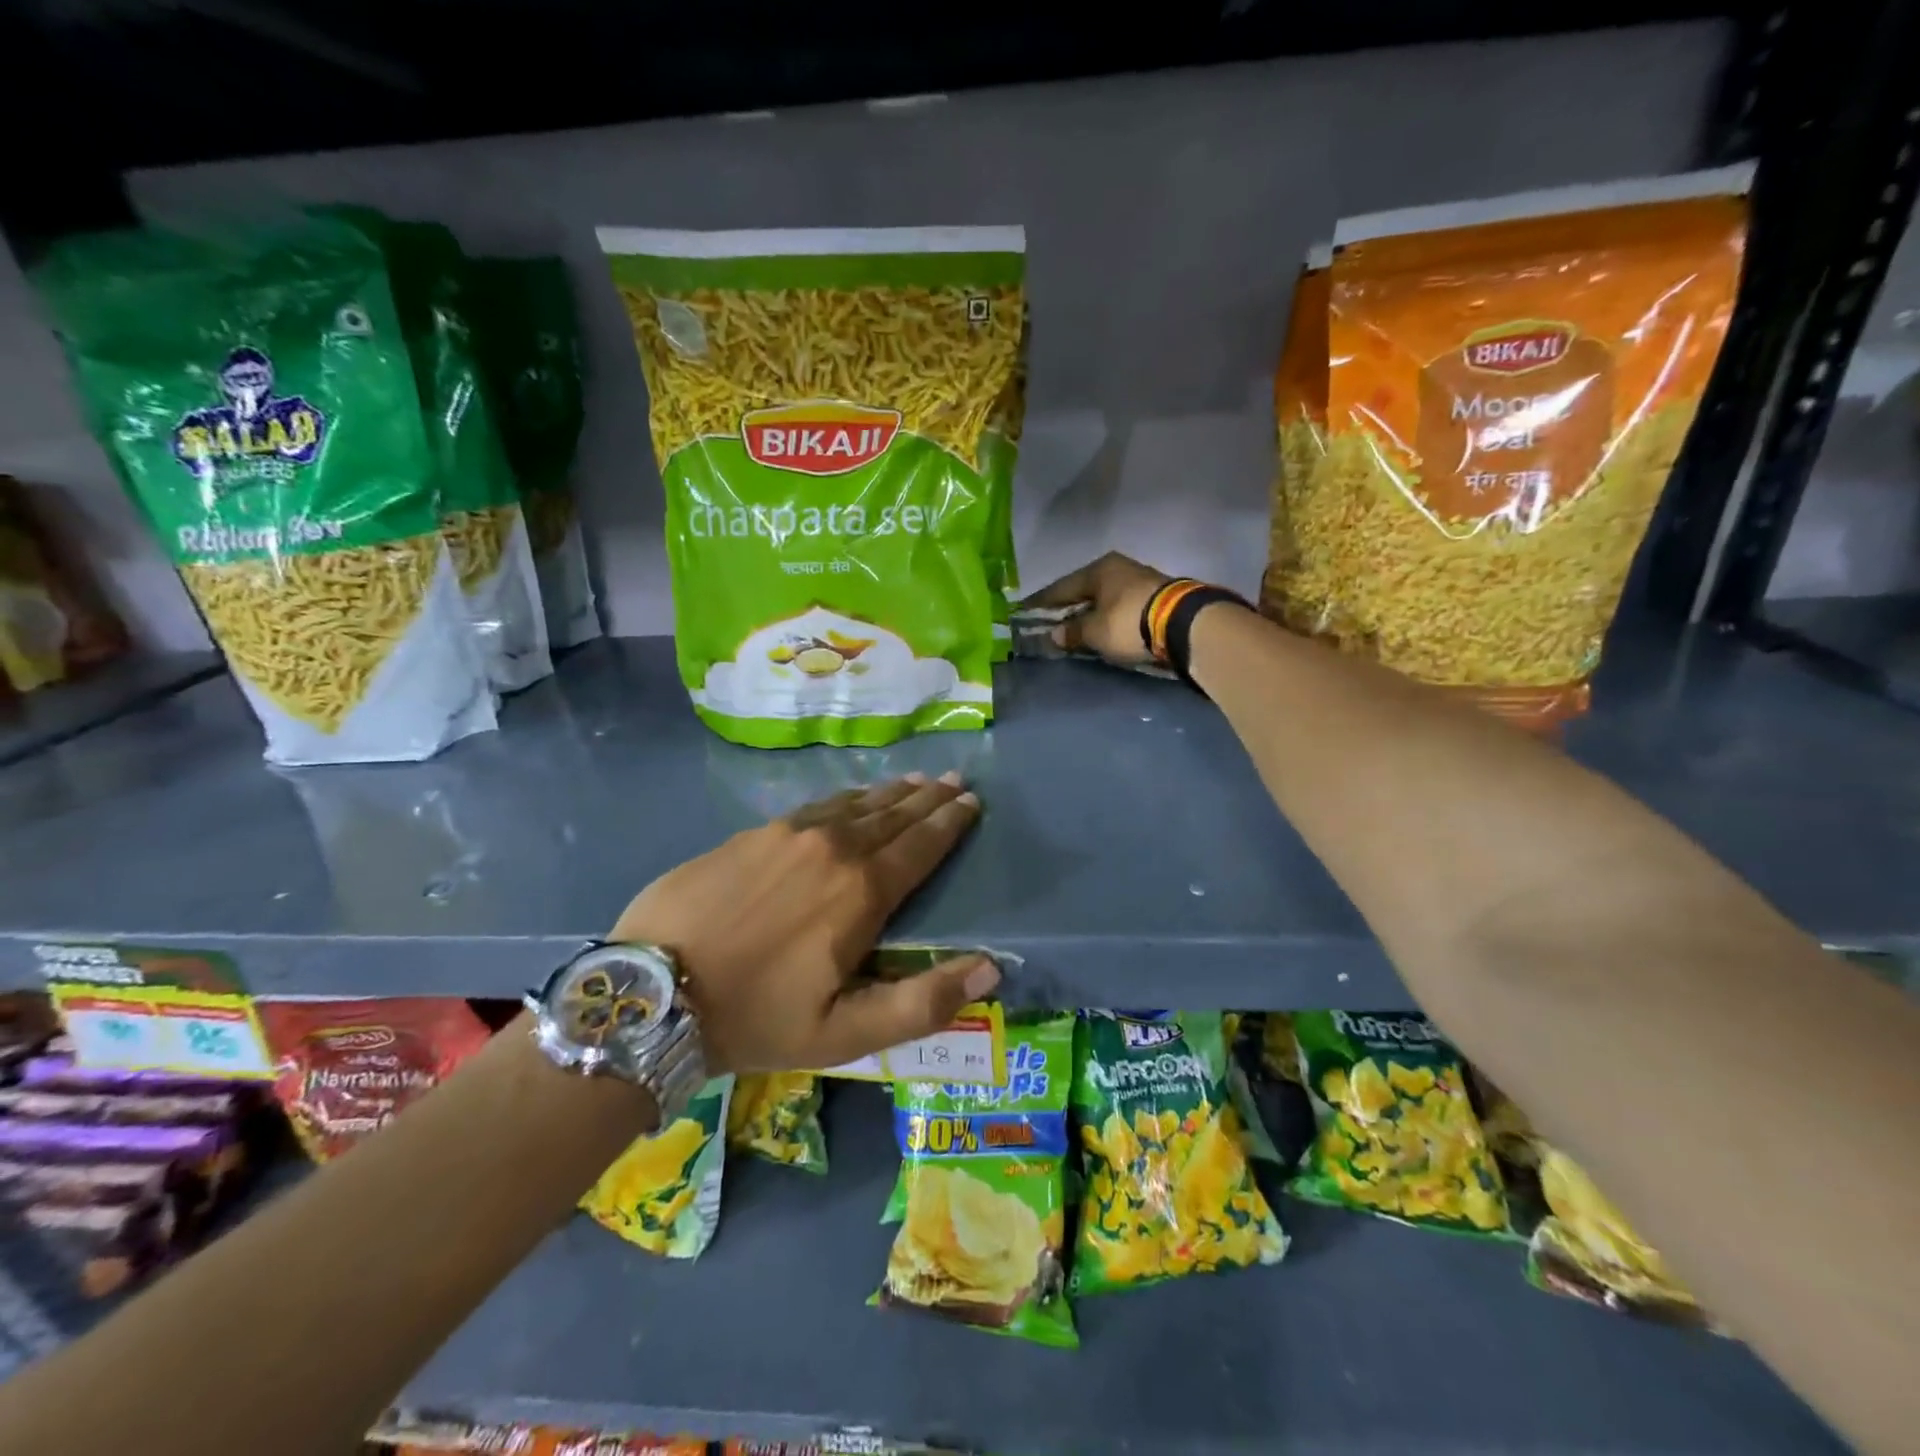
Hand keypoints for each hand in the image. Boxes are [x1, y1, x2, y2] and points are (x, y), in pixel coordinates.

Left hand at [607, 774, 995, 1072]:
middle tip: (955, 780)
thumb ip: (922, 1002)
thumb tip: (991, 965)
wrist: (651, 991)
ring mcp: (788, 833)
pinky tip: (851, 797)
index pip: (921, 845)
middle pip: (893, 815)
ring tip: (916, 780)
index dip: (951, 822)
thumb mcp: (845, 1034)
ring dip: (891, 793)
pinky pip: (817, 806)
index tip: (973, 801)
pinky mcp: (753, 833)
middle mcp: (832, 847)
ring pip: (855, 804)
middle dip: (929, 798)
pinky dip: (847, 798)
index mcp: (861, 891)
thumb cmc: (755, 1017)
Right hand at [1022, 552, 1169, 666]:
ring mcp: (1139, 579)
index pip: (1060, 588)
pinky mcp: (1155, 596)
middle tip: (1049, 623)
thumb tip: (1054, 634)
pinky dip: (1108, 617)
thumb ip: (1072, 632)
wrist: (1184, 623)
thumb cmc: (1129, 622)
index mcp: (1098, 569)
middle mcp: (1117, 568)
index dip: (1041, 603)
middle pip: (1084, 590)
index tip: (1024, 613)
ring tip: (1076, 628)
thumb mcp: (1095, 631)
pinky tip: (1103, 627)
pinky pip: (1120, 606)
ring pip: (1104, 597)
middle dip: (1067, 608)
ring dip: (1090, 613)